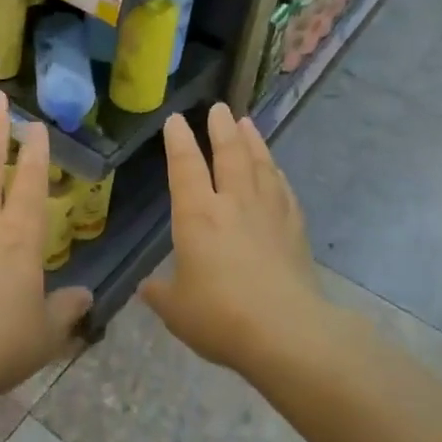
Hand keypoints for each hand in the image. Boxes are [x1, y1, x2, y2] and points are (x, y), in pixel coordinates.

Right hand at [140, 103, 324, 372]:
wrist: (286, 333)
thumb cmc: (220, 316)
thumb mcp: (176, 309)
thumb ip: (160, 293)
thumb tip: (148, 287)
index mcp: (197, 215)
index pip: (185, 166)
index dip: (179, 141)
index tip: (176, 119)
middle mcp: (233, 203)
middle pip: (229, 154)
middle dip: (221, 128)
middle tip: (220, 108)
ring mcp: (268, 213)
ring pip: (260, 165)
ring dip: (252, 141)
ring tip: (247, 123)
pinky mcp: (294, 229)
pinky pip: (283, 189)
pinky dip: (277, 173)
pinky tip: (276, 170)